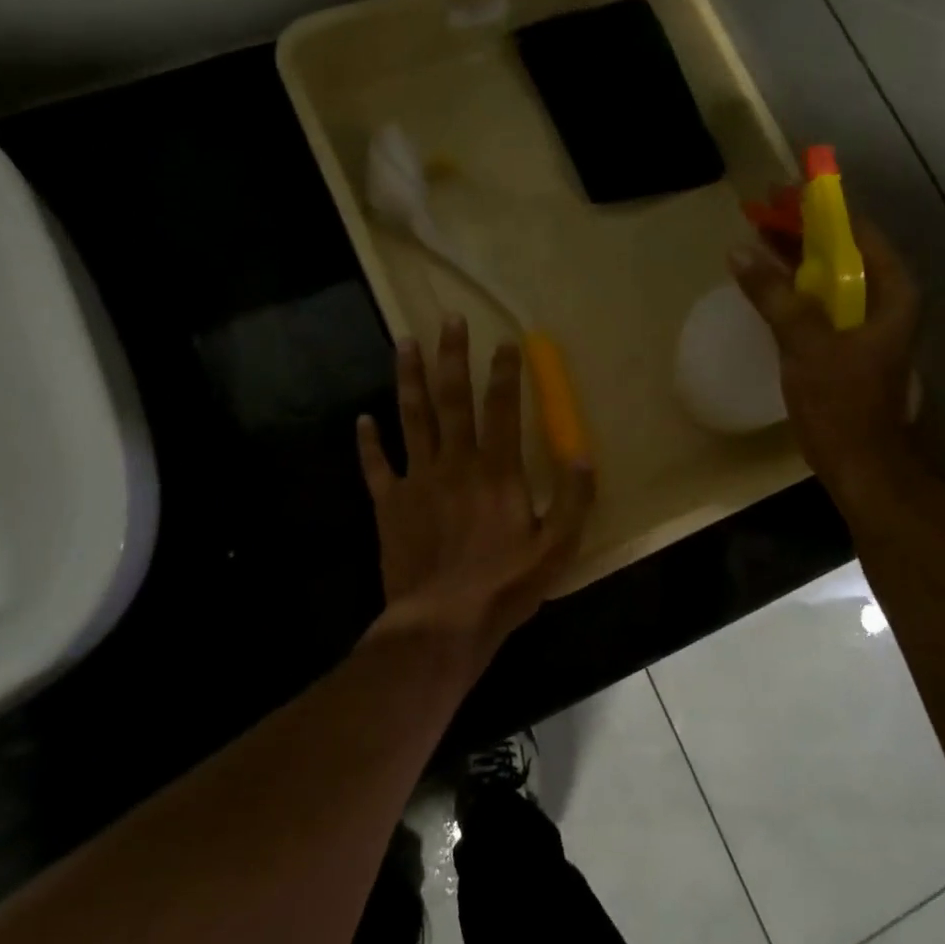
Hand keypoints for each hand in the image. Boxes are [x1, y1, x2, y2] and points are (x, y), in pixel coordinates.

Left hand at [357, 315, 594, 653]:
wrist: (440, 624)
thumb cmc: (503, 587)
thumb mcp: (557, 549)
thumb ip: (574, 500)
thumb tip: (582, 453)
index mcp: (497, 471)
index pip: (502, 409)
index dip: (505, 372)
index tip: (506, 341)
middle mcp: (455, 463)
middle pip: (452, 399)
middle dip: (452, 356)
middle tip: (448, 319)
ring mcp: (417, 480)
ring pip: (411, 418)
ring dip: (407, 378)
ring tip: (402, 343)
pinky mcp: (389, 503)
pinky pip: (376, 465)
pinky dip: (368, 442)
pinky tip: (362, 420)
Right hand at [729, 219, 926, 501]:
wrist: (863, 467)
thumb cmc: (842, 403)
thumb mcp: (806, 344)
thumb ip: (775, 295)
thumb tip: (740, 252)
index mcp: (891, 292)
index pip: (856, 231)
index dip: (818, 209)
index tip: (779, 193)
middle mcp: (886, 302)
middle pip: (843, 252)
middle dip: (802, 232)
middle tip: (760, 212)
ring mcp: (869, 326)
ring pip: (831, 278)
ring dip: (797, 260)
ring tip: (759, 240)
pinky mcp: (851, 348)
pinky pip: (823, 305)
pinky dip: (798, 291)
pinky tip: (771, 287)